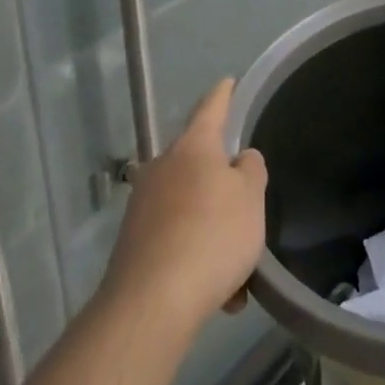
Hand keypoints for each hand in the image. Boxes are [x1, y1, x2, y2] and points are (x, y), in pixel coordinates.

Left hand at [102, 79, 267, 330]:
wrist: (151, 304)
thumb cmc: (211, 236)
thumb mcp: (251, 197)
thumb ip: (250, 170)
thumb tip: (238, 160)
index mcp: (193, 147)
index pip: (212, 107)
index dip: (224, 94)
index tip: (229, 81)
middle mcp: (162, 167)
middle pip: (199, 162)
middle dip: (222, 183)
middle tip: (247, 204)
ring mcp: (143, 205)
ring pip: (190, 208)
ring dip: (214, 229)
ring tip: (239, 271)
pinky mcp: (134, 244)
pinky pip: (177, 240)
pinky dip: (197, 257)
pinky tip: (219, 294)